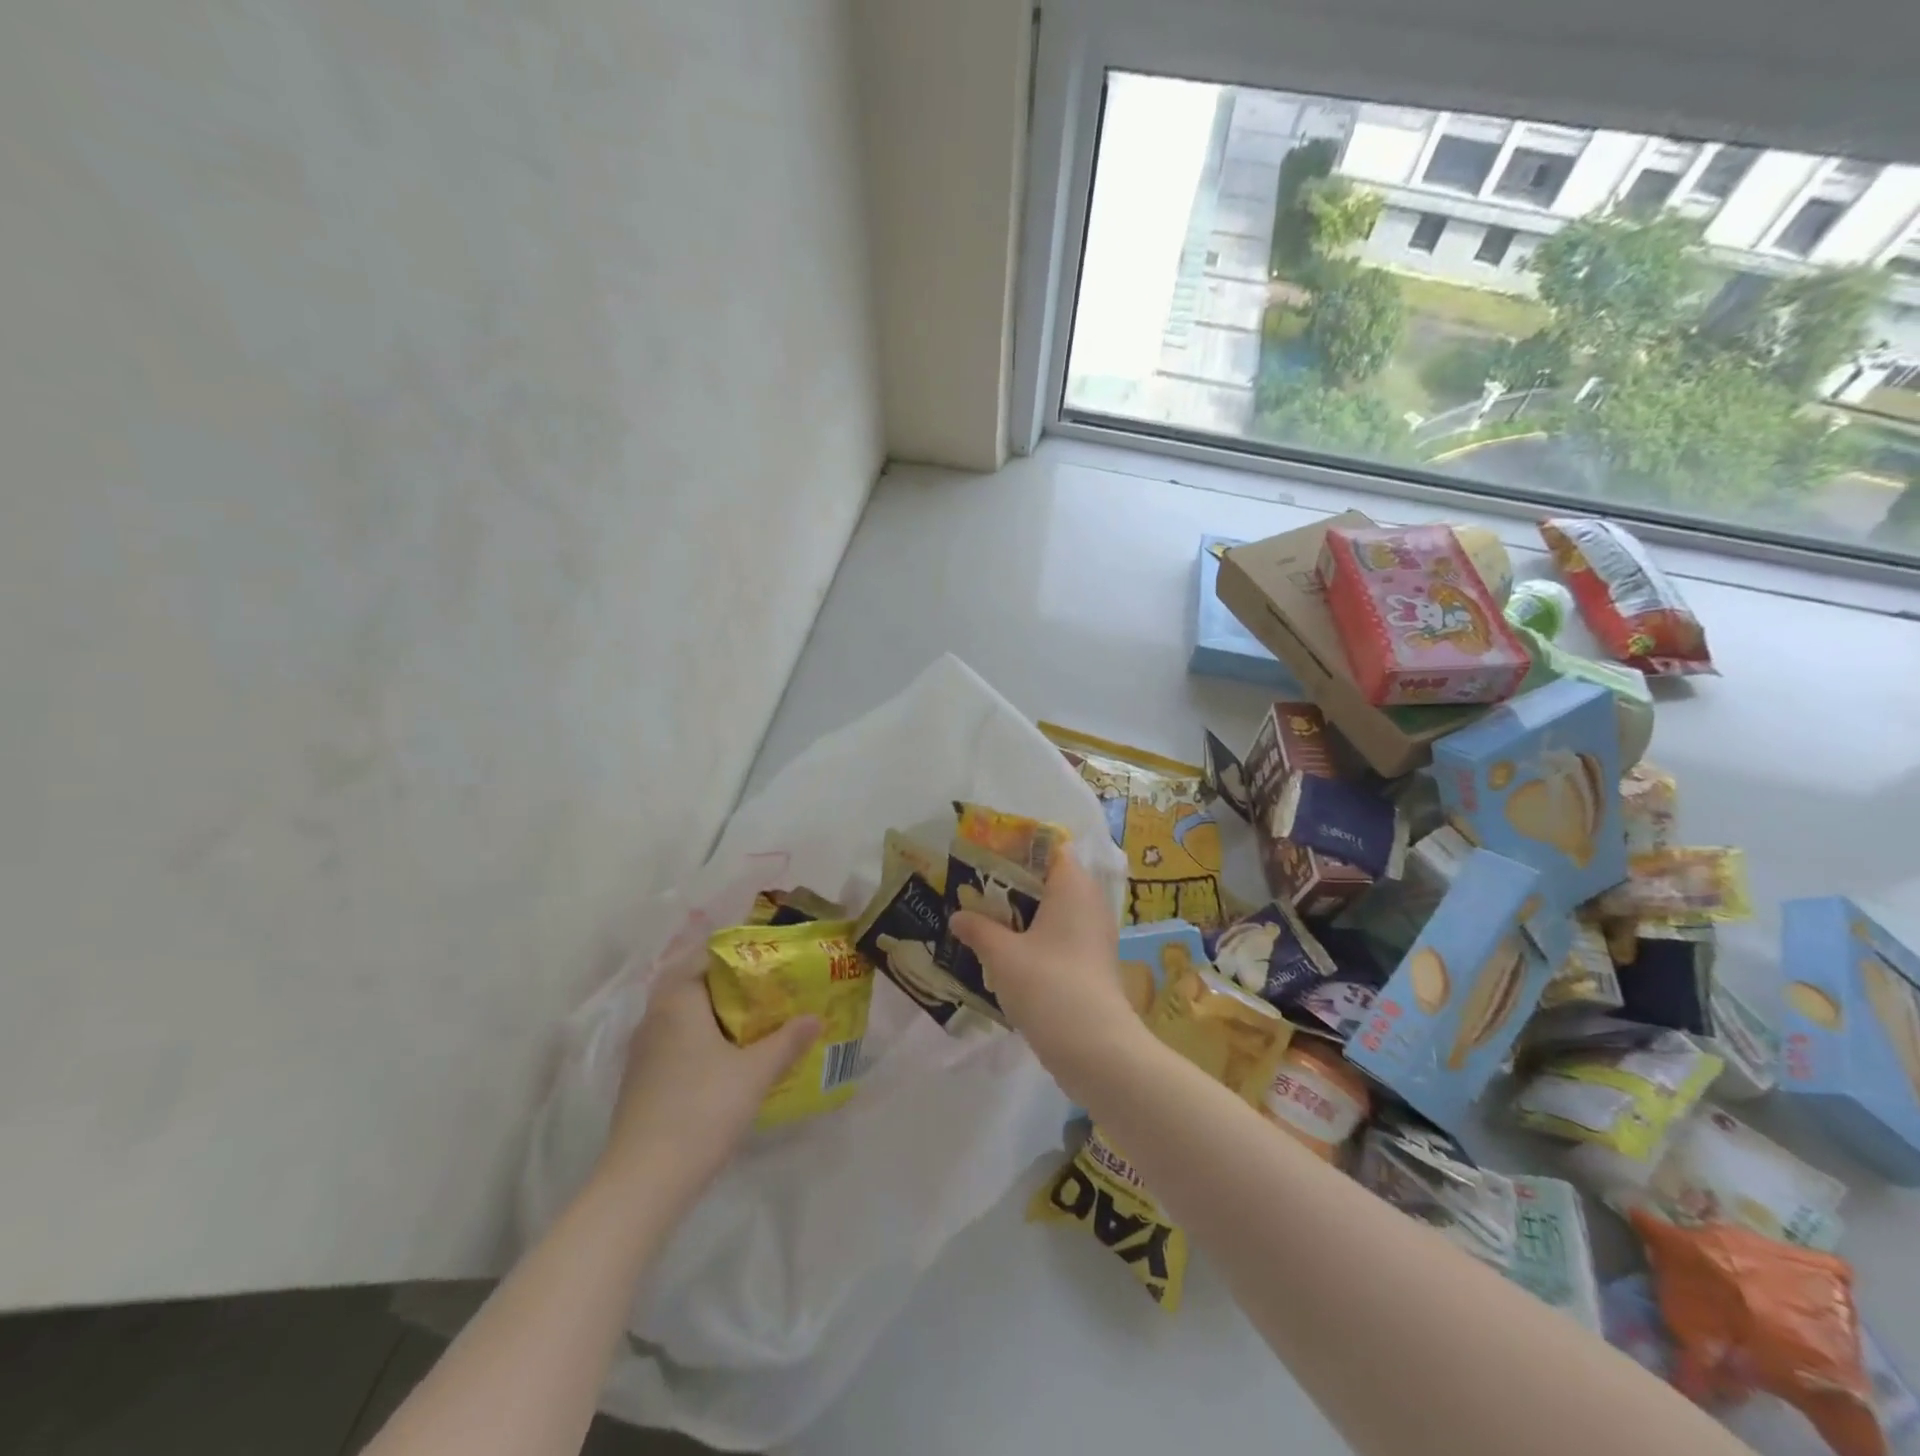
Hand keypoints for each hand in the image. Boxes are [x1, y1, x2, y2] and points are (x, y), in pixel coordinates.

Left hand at [596, 975, 819, 1205]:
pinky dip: (701, 1042)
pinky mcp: (641, 1080)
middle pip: (696, 986)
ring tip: (757, 1024)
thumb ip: (787, 1041)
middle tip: (771, 992)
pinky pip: (676, 1043)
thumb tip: (816, 1017)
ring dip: (716, 1017)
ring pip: (685, 1017)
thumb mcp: (755, 1073)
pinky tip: (728, 1061)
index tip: (772, 963)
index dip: (741, 956)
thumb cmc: (702, 1110)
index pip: (707, 957)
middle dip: (732, 988)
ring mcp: (643, 1051)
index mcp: (678, 1000)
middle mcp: (655, 1016)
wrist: (643, 1181)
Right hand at [950, 854, 1140, 1091]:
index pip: (1049, 846)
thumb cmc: (1047, 984)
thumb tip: (957, 916)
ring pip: (1053, 909)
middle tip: (975, 886)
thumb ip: (978, 929)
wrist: (1095, 1047)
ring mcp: (1093, 933)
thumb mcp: (1002, 954)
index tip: (985, 852)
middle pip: (1049, 878)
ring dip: (1022, 912)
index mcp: (1072, 884)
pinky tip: (1006, 950)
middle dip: (1013, 881)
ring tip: (983, 917)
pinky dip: (1035, 936)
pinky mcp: (1091, 961)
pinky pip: (1060, 934)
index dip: (1018, 845)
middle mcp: (1089, 901)